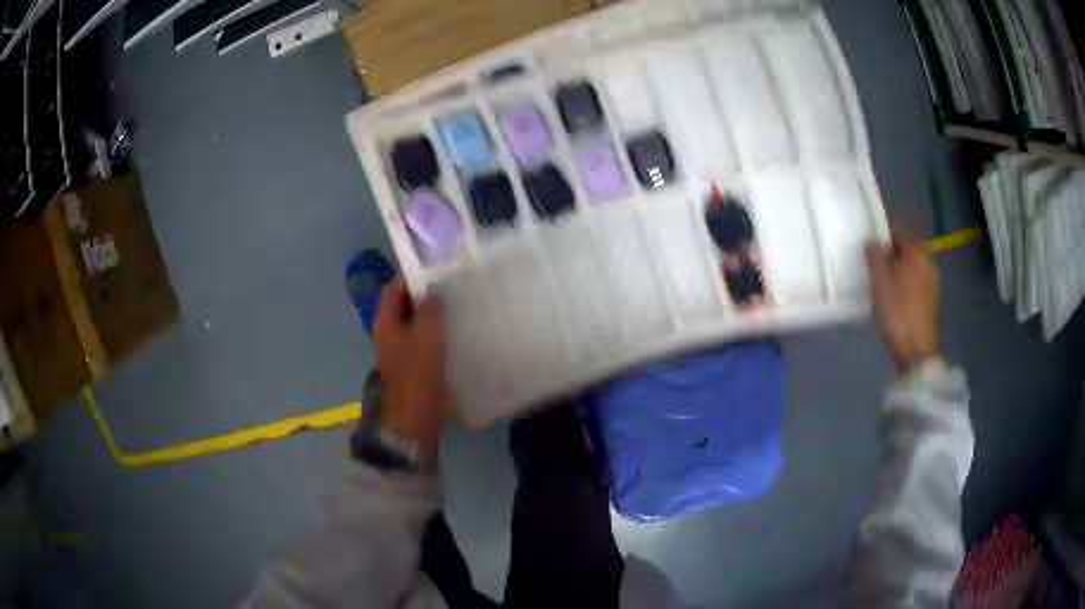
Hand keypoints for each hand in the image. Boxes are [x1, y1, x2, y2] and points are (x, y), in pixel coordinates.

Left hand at [372, 277, 446, 447]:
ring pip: (414, 324)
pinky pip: (421, 341)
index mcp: (385, 323)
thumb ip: (429, 310)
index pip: (392, 289)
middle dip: (424, 296)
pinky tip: (454, 334)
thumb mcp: (426, 335)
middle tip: (450, 289)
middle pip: (403, 306)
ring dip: (431, 316)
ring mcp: (398, 351)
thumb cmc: (417, 373)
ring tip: (456, 309)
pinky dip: (434, 334)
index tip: (436, 271)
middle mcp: (388, 333)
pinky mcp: (411, 365)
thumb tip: (433, 293)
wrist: (414, 418)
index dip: (411, 277)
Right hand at [865, 235, 939, 372]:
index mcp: (917, 252)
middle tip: (875, 255)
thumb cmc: (897, 310)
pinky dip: (905, 280)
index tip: (873, 232)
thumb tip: (872, 242)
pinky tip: (894, 292)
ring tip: (882, 275)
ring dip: (899, 265)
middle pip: (909, 247)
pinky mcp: (930, 300)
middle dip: (893, 248)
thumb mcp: (879, 281)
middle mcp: (928, 262)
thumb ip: (875, 256)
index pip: (901, 229)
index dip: (886, 228)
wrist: (915, 350)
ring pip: (913, 265)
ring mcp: (932, 282)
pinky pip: (915, 280)